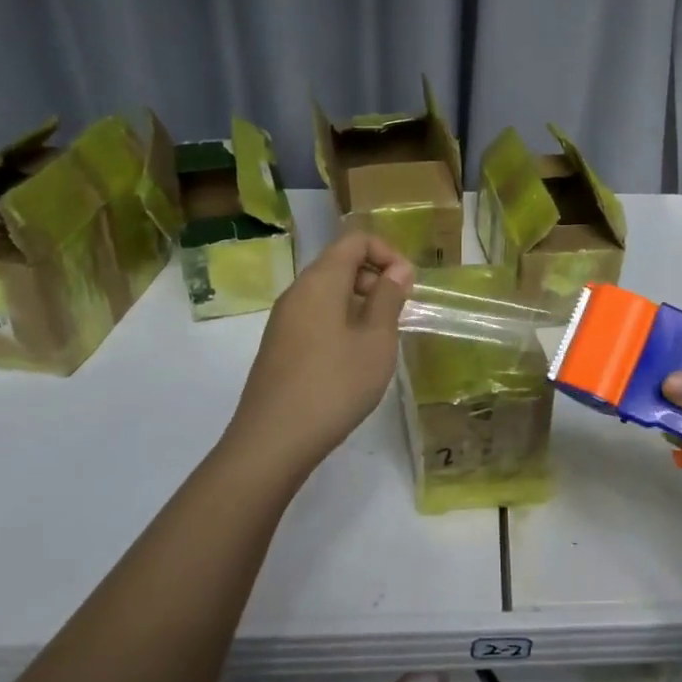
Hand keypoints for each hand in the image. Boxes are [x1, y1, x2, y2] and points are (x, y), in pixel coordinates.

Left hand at [227, 230, 413, 478]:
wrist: (273, 440)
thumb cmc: (335, 384)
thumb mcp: (376, 340)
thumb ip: (389, 298)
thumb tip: (398, 269)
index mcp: (320, 281)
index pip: (355, 240)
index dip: (387, 253)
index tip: (408, 285)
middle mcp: (297, 292)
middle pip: (340, 263)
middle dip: (375, 278)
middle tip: (399, 313)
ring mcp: (284, 320)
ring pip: (328, 292)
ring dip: (360, 303)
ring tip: (381, 339)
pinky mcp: (279, 346)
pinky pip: (316, 316)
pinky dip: (341, 322)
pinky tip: (354, 358)